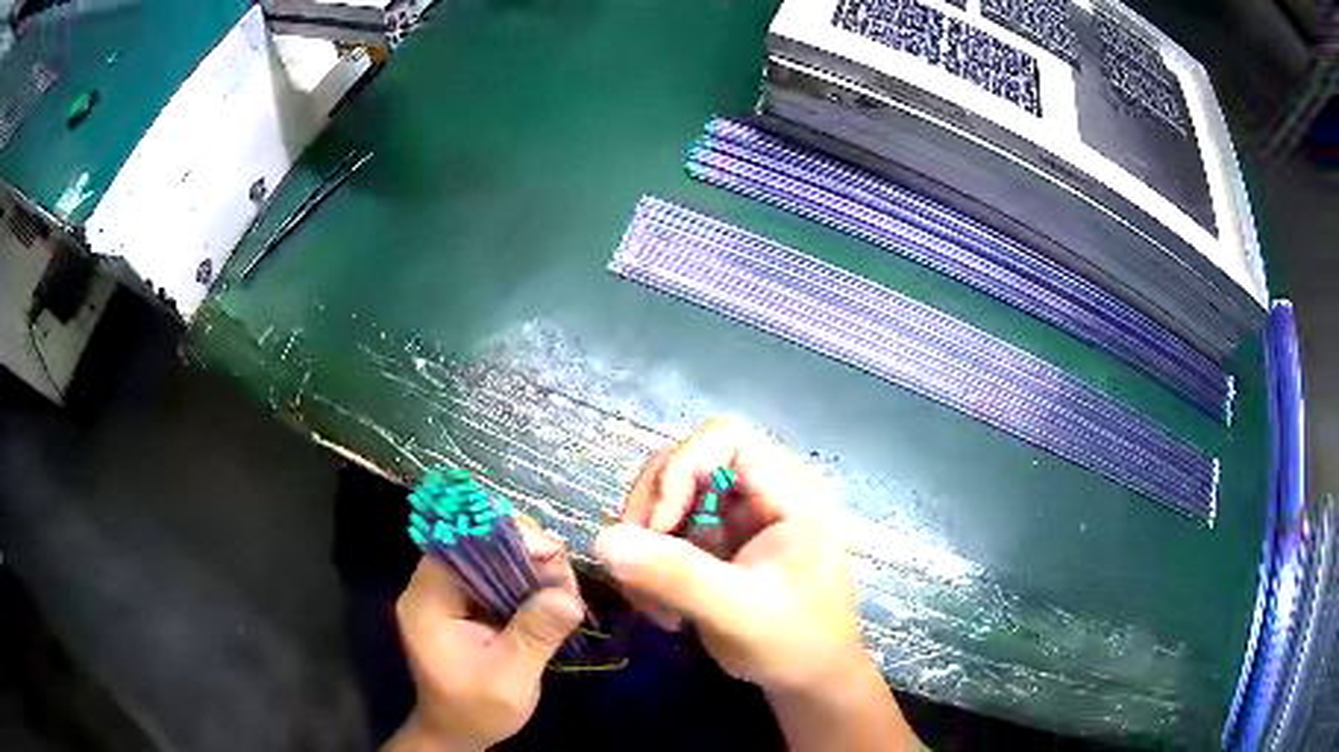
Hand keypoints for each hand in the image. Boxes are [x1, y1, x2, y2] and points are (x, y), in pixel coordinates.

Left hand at [386, 520, 583, 751]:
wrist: (457, 735)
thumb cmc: (475, 711)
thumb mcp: (510, 679)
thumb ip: (534, 635)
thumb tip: (569, 596)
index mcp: (428, 601)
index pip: (461, 545)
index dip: (505, 538)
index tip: (550, 554)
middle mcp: (431, 589)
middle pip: (478, 546)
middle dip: (526, 555)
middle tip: (566, 579)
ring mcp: (447, 596)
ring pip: (491, 560)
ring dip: (531, 570)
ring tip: (565, 591)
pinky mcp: (464, 606)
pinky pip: (495, 579)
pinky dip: (525, 584)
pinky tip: (552, 599)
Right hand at [597, 418, 919, 751]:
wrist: (810, 680)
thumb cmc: (793, 642)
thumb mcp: (737, 610)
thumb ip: (674, 574)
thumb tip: (600, 540)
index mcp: (788, 491)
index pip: (725, 436)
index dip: (681, 469)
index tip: (658, 527)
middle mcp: (763, 491)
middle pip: (686, 462)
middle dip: (652, 511)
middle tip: (636, 565)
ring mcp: (739, 517)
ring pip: (669, 497)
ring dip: (646, 544)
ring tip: (649, 599)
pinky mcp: (720, 544)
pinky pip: (668, 532)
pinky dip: (651, 564)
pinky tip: (659, 606)